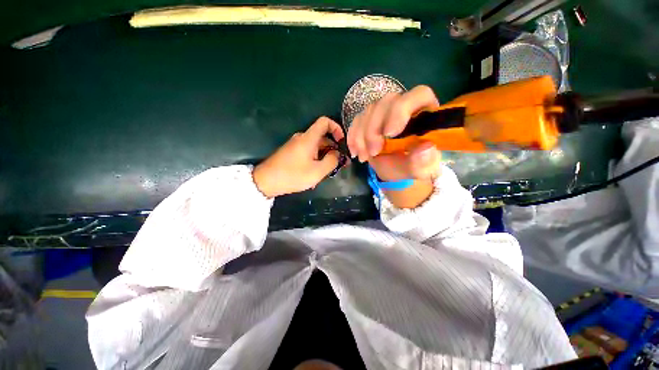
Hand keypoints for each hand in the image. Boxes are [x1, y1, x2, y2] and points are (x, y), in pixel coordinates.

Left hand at [253, 117, 344, 197]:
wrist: (266, 181)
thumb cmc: (293, 175)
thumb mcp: (317, 171)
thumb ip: (332, 161)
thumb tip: (337, 154)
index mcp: (309, 138)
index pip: (325, 122)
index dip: (337, 128)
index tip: (342, 142)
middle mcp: (302, 138)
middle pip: (323, 137)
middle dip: (334, 150)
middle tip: (340, 165)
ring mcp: (296, 145)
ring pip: (316, 147)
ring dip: (325, 157)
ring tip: (329, 172)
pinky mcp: (292, 153)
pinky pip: (309, 152)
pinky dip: (316, 160)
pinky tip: (316, 173)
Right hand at [347, 85, 441, 180]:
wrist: (394, 170)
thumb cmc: (410, 167)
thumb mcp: (419, 170)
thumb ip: (425, 163)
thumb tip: (425, 148)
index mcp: (425, 114)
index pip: (419, 95)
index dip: (401, 111)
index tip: (388, 134)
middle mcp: (405, 107)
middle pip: (387, 102)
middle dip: (374, 129)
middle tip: (373, 152)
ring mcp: (385, 112)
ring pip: (369, 111)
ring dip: (362, 136)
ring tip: (364, 157)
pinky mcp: (370, 119)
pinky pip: (357, 120)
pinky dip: (353, 137)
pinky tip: (355, 152)